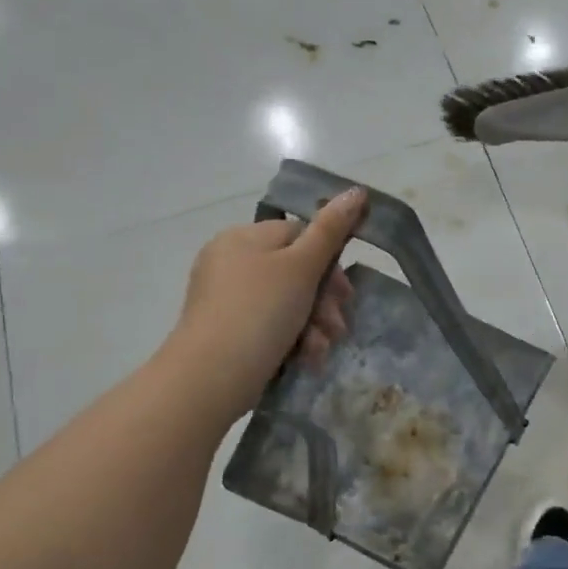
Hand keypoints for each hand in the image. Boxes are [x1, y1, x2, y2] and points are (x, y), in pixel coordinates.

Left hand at [174, 186, 368, 418]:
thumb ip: (331, 229)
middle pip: (296, 272)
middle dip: (324, 302)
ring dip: (314, 325)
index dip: (328, 263)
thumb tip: (356, 191)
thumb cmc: (259, 312)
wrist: (211, 377)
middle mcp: (231, 263)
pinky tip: (306, 358)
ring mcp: (228, 299)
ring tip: (320, 348)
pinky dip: (292, 340)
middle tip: (338, 325)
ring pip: (288, 303)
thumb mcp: (301, 266)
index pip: (300, 235)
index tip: (345, 292)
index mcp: (243, 238)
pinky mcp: (229, 332)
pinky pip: (271, 326)